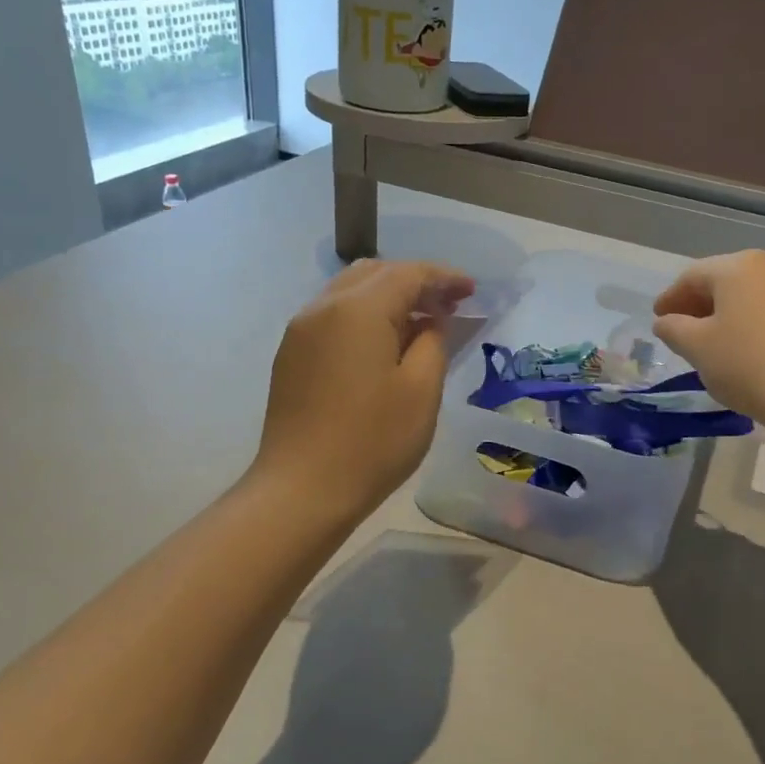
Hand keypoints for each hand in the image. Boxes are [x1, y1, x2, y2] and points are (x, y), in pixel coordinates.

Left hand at [254, 260, 474, 516]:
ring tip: (421, 322)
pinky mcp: (291, 355)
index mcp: (358, 309)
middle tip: (449, 305)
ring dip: (389, 297)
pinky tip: (385, 344)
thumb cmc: (372, 441)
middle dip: (416, 282)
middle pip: (375, 273)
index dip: (444, 277)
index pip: (408, 274)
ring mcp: (301, 331)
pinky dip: (365, 316)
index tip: (472, 290)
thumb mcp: (421, 391)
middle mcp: (323, 307)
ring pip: (350, 291)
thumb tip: (430, 321)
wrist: (301, 490)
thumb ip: (433, 343)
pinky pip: (334, 316)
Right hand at [652, 250, 764, 431]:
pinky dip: (752, 325)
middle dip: (699, 305)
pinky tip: (745, 350)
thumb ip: (673, 329)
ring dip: (727, 316)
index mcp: (739, 267)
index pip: (693, 276)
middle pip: (725, 282)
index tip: (658, 318)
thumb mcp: (697, 347)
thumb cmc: (746, 363)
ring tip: (712, 342)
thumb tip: (665, 322)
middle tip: (680, 329)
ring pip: (751, 298)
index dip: (670, 298)